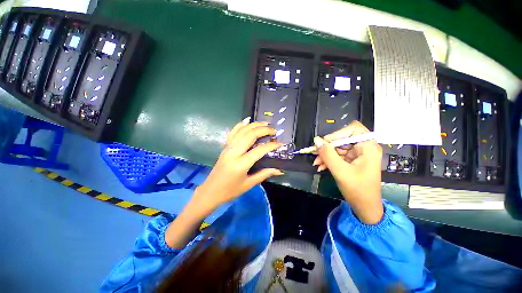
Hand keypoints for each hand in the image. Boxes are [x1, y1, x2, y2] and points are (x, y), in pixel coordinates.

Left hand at [165, 118, 283, 248]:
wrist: (210, 192)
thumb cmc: (230, 191)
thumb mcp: (249, 184)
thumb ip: (265, 174)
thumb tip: (279, 170)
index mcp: (240, 164)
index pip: (259, 150)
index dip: (271, 145)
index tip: (280, 143)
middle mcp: (233, 152)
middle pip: (250, 135)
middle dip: (263, 130)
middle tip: (274, 130)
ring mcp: (227, 148)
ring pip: (241, 131)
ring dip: (254, 125)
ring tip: (264, 123)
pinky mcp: (225, 147)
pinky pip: (232, 133)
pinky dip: (240, 125)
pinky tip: (247, 120)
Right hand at [313, 121, 383, 223]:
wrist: (365, 208)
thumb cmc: (358, 190)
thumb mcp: (340, 171)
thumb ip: (328, 154)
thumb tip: (316, 140)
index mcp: (368, 147)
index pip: (353, 129)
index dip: (337, 133)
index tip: (325, 143)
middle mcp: (364, 147)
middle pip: (342, 139)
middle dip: (328, 147)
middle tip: (315, 154)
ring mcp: (358, 154)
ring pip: (338, 148)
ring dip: (326, 155)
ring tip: (316, 163)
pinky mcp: (352, 161)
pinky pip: (338, 156)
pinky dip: (329, 160)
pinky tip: (321, 166)